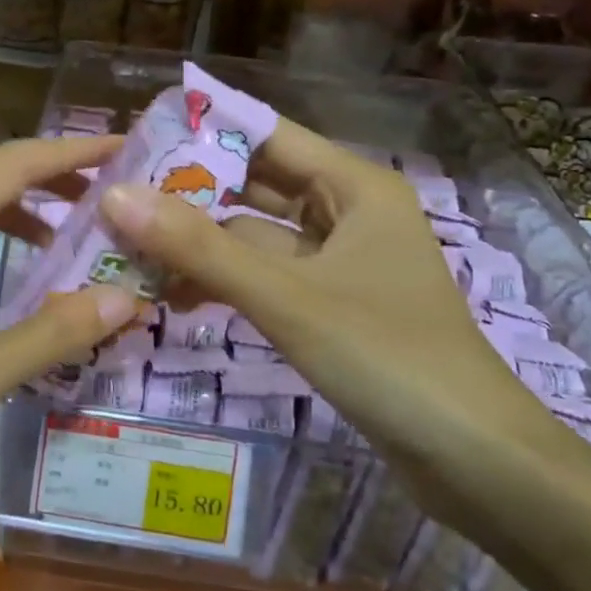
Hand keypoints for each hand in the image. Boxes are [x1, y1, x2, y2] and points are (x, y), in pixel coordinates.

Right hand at [98, 118, 561, 470]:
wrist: (475, 460)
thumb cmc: (387, 356)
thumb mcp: (285, 296)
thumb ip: (199, 248)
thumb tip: (115, 196)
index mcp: (353, 186)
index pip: (267, 135)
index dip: (204, 130)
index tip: (137, 136)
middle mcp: (347, 213)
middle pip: (257, 186)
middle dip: (191, 193)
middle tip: (117, 196)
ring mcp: (339, 263)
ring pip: (257, 237)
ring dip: (202, 244)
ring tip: (130, 248)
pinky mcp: (331, 307)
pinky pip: (267, 278)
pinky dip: (226, 282)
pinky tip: (175, 296)